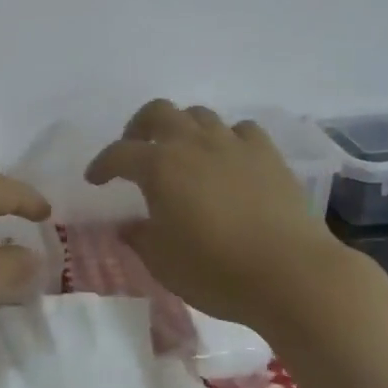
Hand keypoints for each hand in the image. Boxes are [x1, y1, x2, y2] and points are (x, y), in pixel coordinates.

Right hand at [85, 100, 355, 329]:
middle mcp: (193, 144)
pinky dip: (227, 138)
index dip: (102, 164)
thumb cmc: (217, 271)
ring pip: (199, 115)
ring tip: (181, 152)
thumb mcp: (163, 262)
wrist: (293, 275)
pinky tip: (228, 158)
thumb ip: (139, 237)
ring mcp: (233, 144)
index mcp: (160, 166)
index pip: (119, 153)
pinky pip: (241, 130)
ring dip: (183, 128)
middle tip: (136, 150)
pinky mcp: (268, 154)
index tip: (95, 179)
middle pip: (158, 112)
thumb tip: (128, 225)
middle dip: (139, 127)